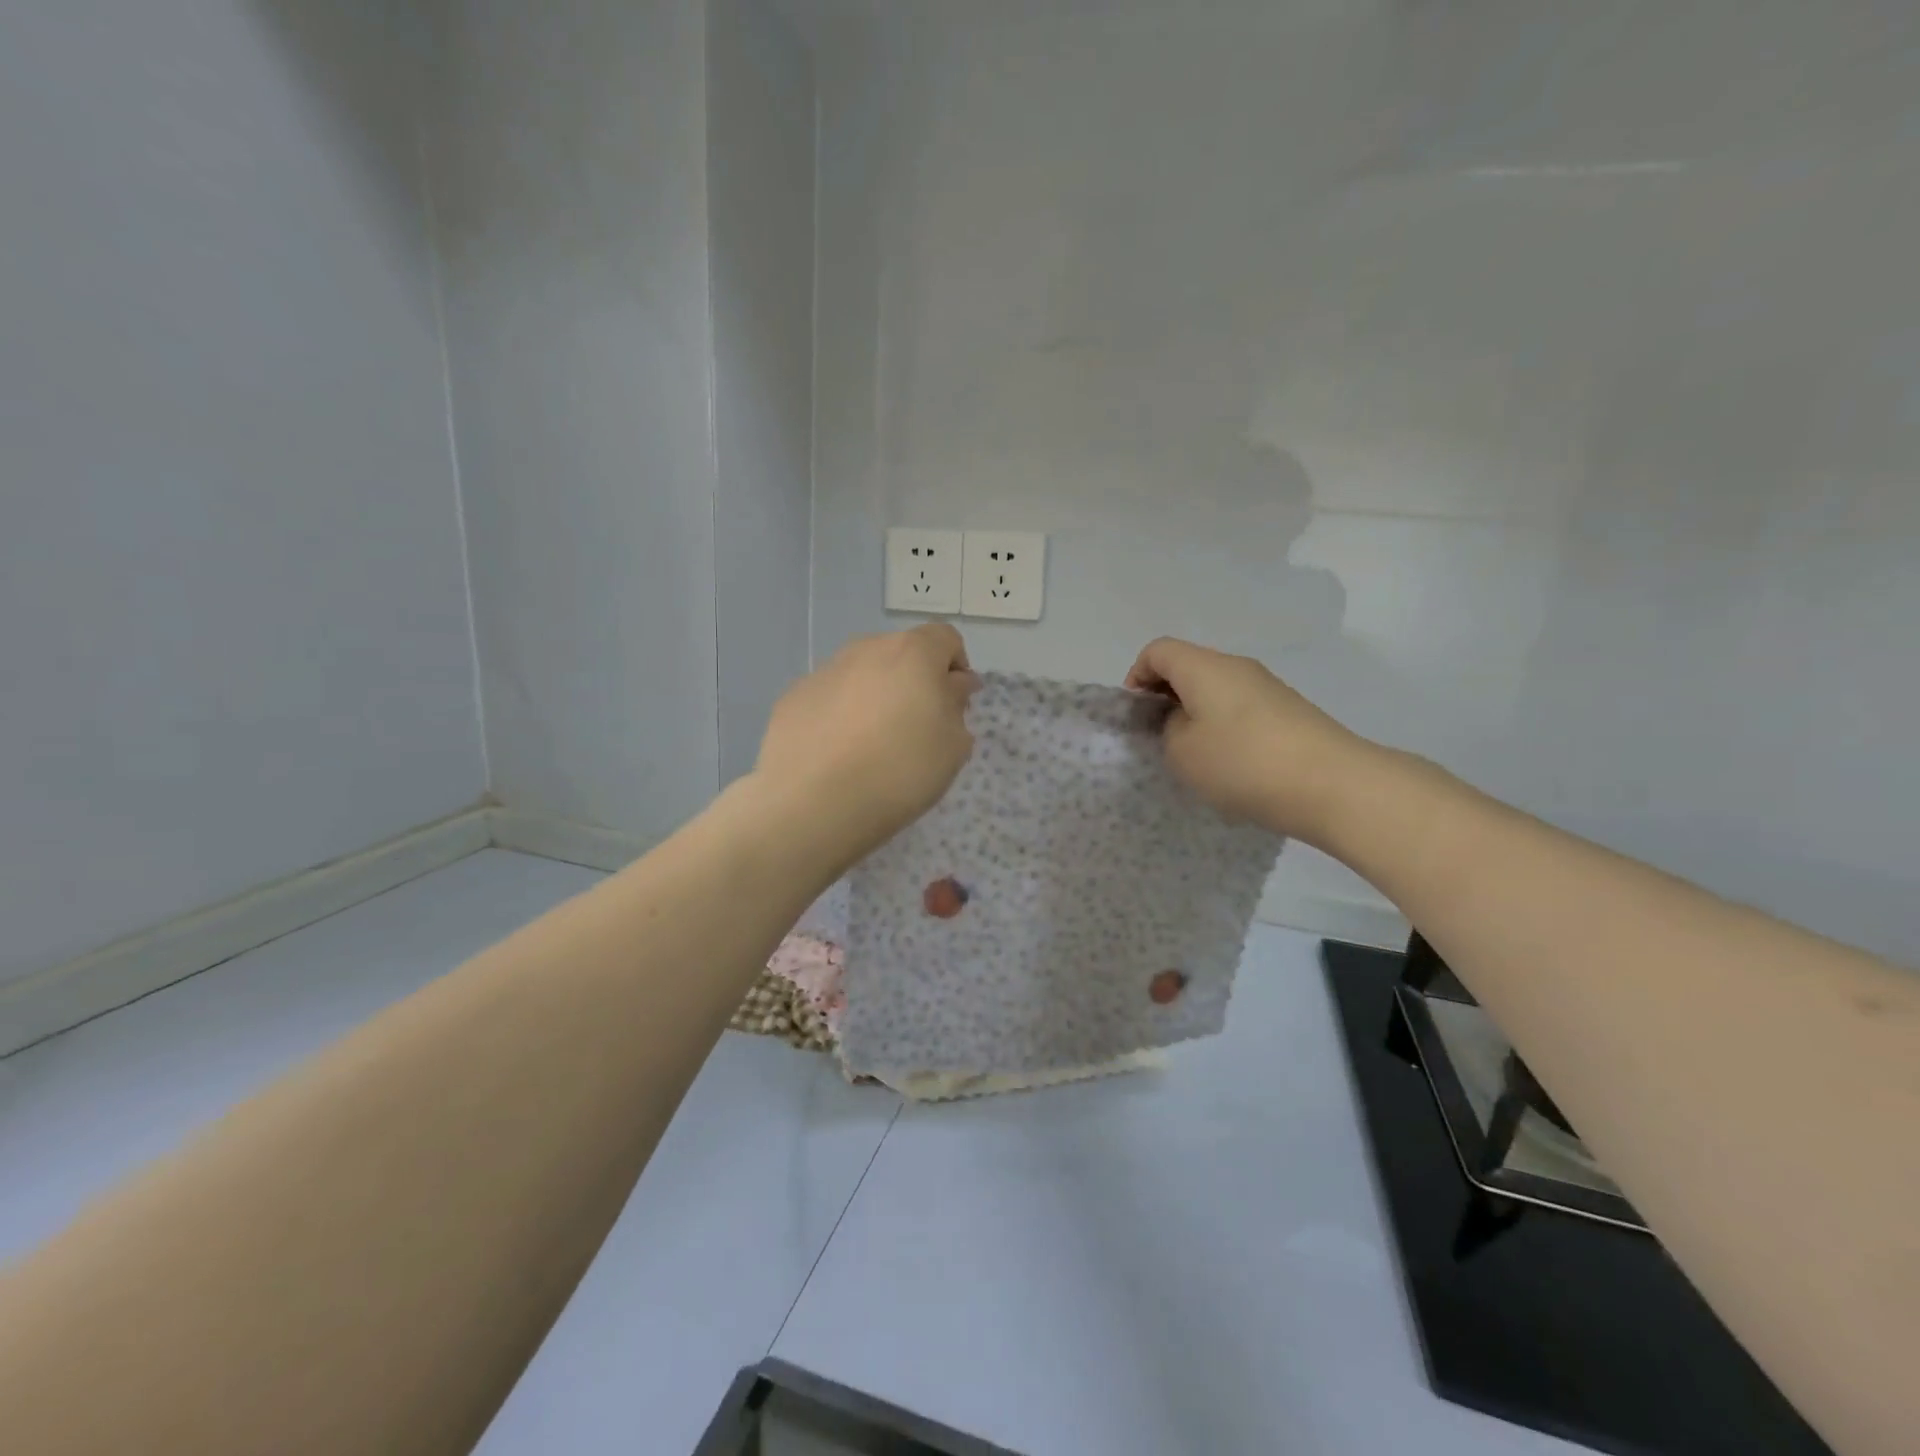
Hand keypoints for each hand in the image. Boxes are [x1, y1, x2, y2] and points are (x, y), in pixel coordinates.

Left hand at [755, 625, 979, 865]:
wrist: (813, 802)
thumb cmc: (900, 771)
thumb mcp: (953, 746)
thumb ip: (956, 705)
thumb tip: (952, 684)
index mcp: (913, 652)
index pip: (945, 638)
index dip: (957, 667)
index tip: (954, 705)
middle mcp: (866, 649)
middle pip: (901, 653)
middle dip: (914, 682)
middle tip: (917, 729)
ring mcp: (824, 671)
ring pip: (862, 674)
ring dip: (875, 697)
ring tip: (873, 746)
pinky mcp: (793, 697)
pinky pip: (830, 698)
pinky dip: (840, 716)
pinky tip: (838, 755)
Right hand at [1125, 638, 1369, 844]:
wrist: (1333, 785)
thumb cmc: (1243, 763)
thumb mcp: (1182, 752)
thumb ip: (1169, 729)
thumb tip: (1185, 720)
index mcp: (1204, 667)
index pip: (1157, 651)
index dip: (1136, 677)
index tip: (1136, 716)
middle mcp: (1237, 666)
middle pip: (1188, 667)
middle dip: (1165, 698)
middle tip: (1159, 739)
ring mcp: (1268, 687)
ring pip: (1216, 690)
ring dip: (1196, 715)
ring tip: (1196, 757)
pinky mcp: (1289, 711)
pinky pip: (1241, 709)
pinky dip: (1224, 727)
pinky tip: (1231, 765)